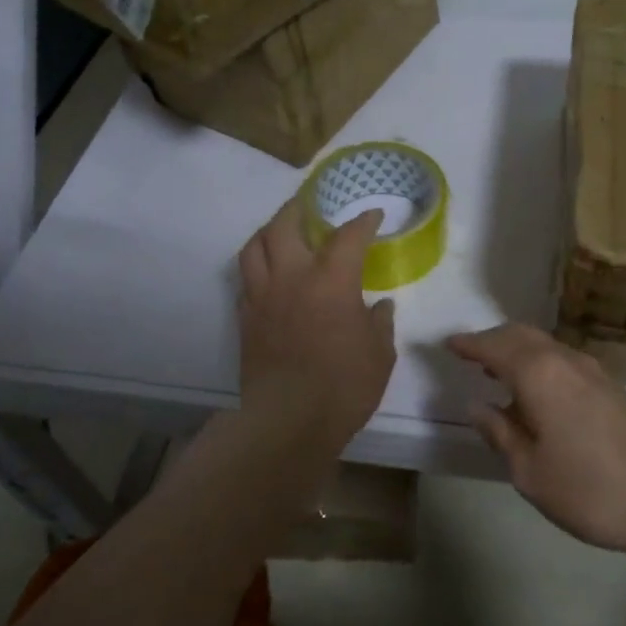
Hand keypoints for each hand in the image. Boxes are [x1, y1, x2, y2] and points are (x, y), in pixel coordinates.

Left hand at [237, 198, 396, 451]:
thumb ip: (379, 324)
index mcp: (332, 281)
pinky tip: (268, 274)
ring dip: (269, 231)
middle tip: (309, 204)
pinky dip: (257, 267)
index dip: (363, 222)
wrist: (288, 421)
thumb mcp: (379, 355)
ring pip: (254, 247)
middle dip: (298, 208)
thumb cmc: (344, 386)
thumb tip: (380, 307)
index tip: (373, 216)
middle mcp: (292, 278)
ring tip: (280, 230)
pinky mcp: (246, 319)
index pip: (349, 236)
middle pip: (285, 225)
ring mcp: (263, 297)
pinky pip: (246, 279)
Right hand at [446, 324, 625, 558]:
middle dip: (493, 340)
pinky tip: (537, 393)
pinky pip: (563, 360)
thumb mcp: (531, 472)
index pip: (494, 346)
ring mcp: (594, 371)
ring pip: (545, 345)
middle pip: (522, 335)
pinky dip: (540, 363)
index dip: (468, 344)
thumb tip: (476, 405)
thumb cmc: (592, 489)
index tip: (447, 344)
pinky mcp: (613, 387)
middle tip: (470, 354)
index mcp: (539, 373)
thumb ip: (500, 433)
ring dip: (518, 350)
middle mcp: (565, 360)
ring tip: (498, 372)